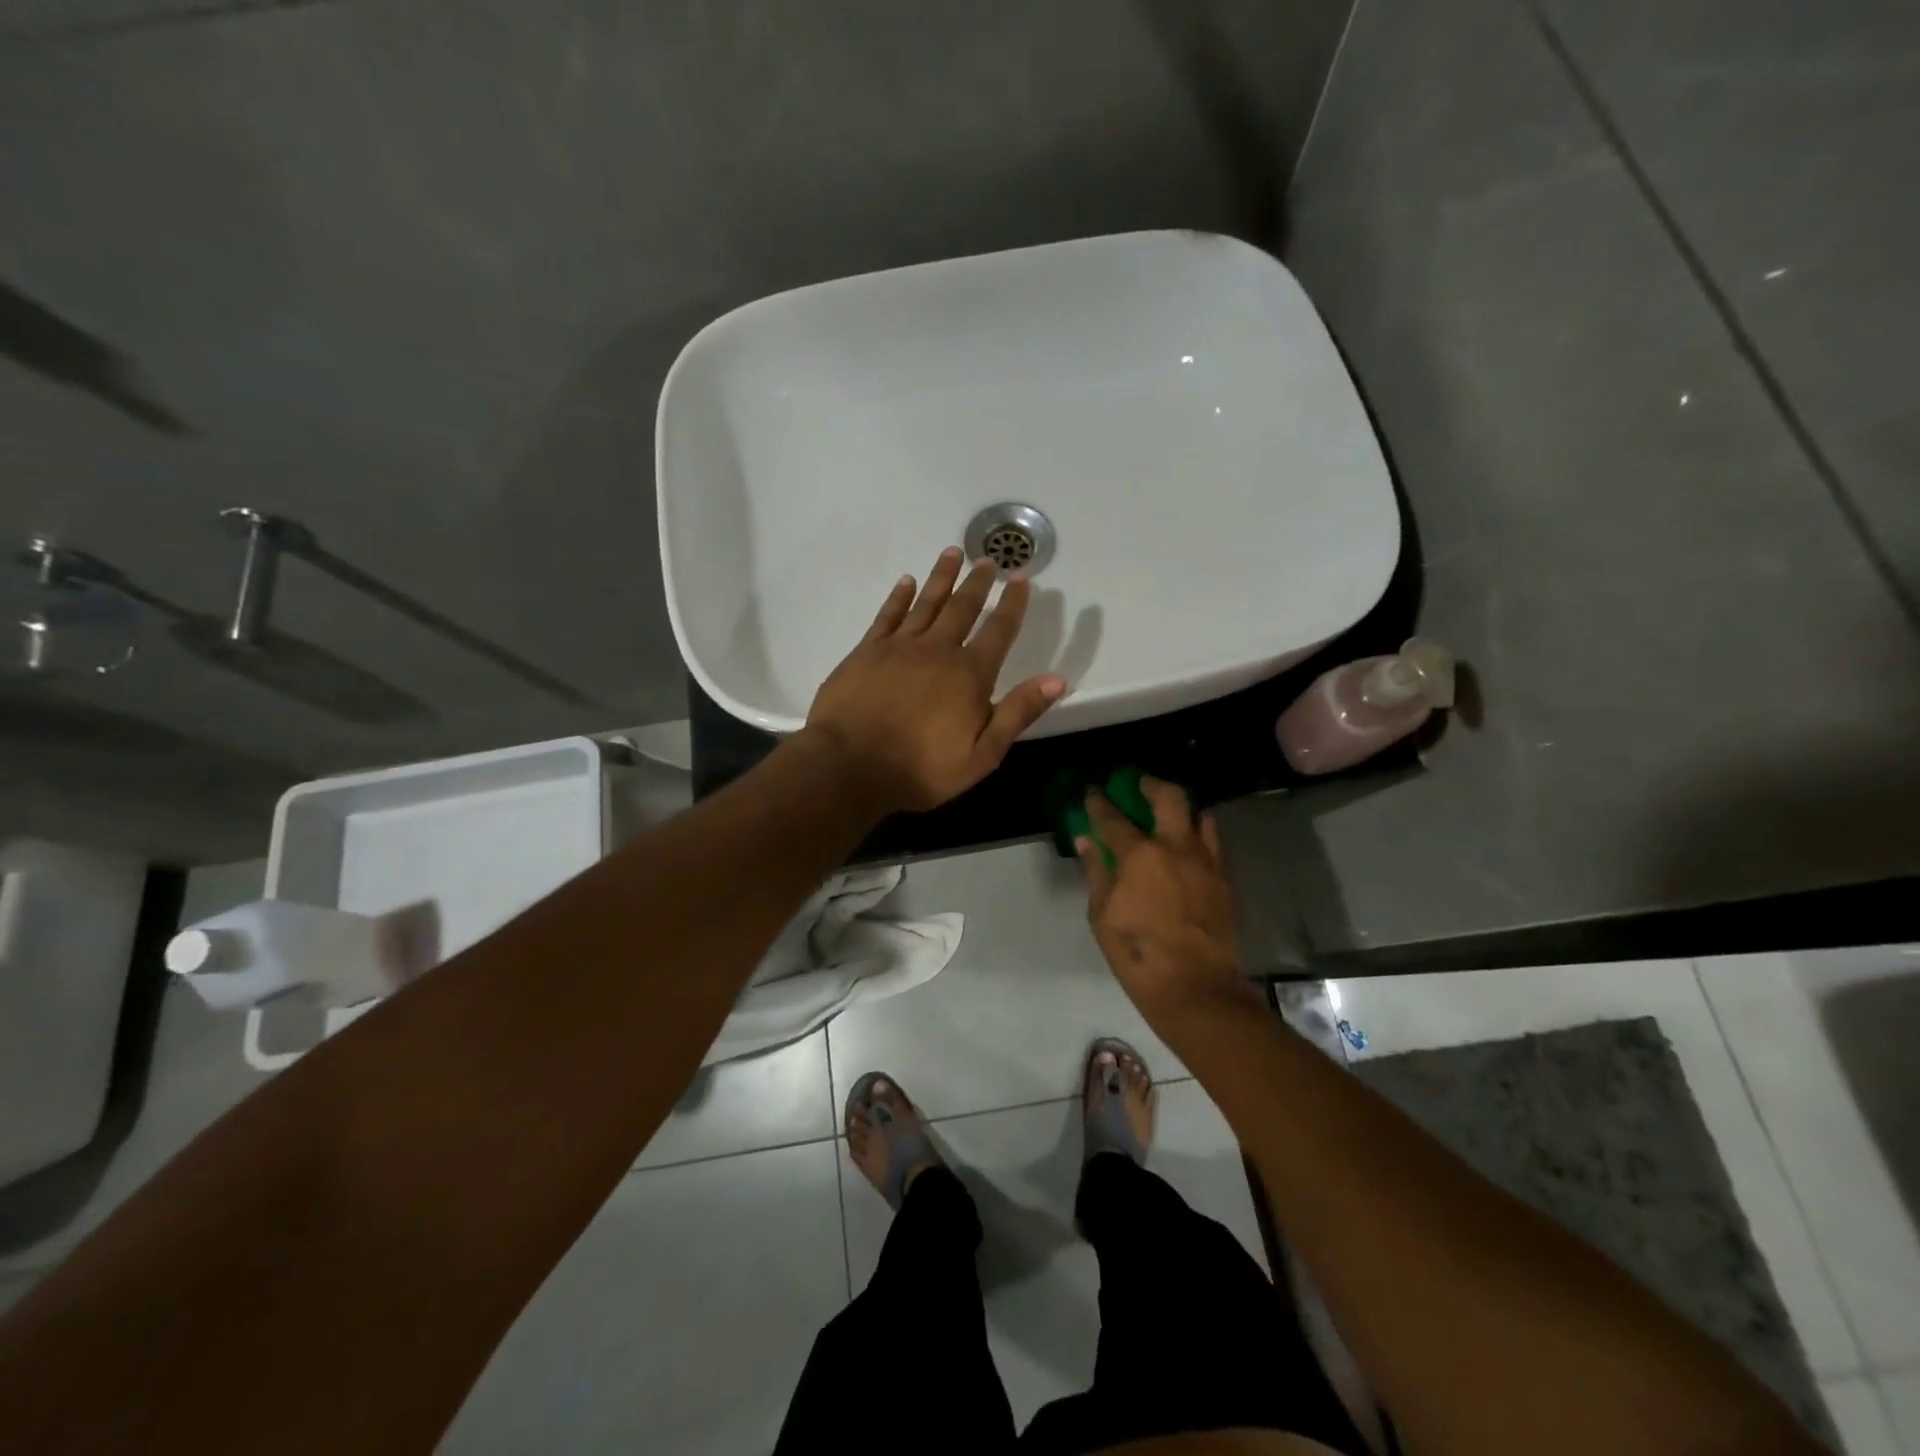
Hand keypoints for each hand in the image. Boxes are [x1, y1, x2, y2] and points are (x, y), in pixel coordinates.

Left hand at [804, 547, 1065, 813]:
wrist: (850, 765)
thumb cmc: (921, 769)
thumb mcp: (982, 754)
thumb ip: (1018, 713)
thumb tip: (1056, 679)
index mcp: (969, 675)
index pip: (998, 631)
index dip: (1012, 604)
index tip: (1020, 578)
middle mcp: (937, 650)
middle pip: (962, 608)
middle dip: (978, 583)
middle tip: (988, 560)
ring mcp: (899, 647)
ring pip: (926, 602)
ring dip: (942, 577)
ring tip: (954, 552)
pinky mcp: (867, 651)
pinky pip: (888, 615)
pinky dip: (900, 596)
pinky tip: (907, 581)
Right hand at [1078, 778, 1253, 1017]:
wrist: (1193, 986)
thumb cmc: (1136, 952)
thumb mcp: (1102, 914)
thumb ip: (1096, 871)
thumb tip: (1086, 840)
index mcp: (1140, 855)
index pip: (1113, 818)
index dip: (1099, 802)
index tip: (1092, 791)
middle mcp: (1176, 847)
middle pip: (1170, 797)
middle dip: (1152, 784)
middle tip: (1141, 784)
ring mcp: (1206, 862)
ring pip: (1200, 816)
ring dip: (1182, 809)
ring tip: (1170, 814)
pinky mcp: (1225, 880)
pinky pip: (1214, 844)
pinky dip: (1200, 835)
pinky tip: (1190, 845)